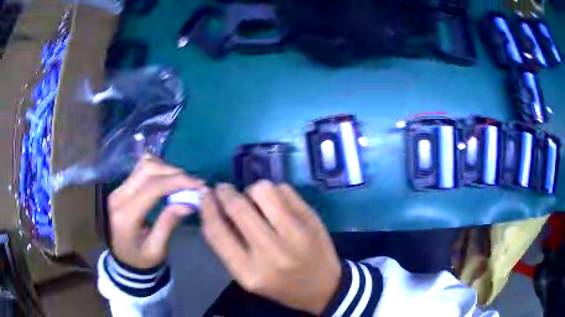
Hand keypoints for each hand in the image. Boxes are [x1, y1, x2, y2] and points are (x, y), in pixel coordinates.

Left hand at [108, 155, 204, 268]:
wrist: (122, 258)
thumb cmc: (141, 259)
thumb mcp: (157, 249)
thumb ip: (168, 224)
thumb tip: (188, 202)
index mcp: (126, 216)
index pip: (152, 188)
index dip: (177, 181)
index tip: (199, 185)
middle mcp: (119, 197)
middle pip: (148, 170)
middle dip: (174, 173)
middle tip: (193, 184)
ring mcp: (118, 189)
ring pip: (144, 165)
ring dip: (166, 169)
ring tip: (181, 182)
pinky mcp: (121, 187)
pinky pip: (141, 168)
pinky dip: (157, 169)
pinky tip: (167, 180)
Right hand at [201, 181, 340, 314]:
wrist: (324, 287)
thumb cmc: (281, 284)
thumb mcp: (248, 276)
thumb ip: (228, 246)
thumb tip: (214, 207)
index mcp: (249, 272)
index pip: (217, 232)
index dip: (207, 208)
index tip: (205, 195)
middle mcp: (272, 252)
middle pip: (238, 206)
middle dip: (226, 192)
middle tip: (224, 190)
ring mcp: (296, 233)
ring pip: (263, 190)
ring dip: (252, 191)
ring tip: (255, 202)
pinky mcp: (312, 219)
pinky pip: (285, 189)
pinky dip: (274, 192)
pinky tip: (276, 205)